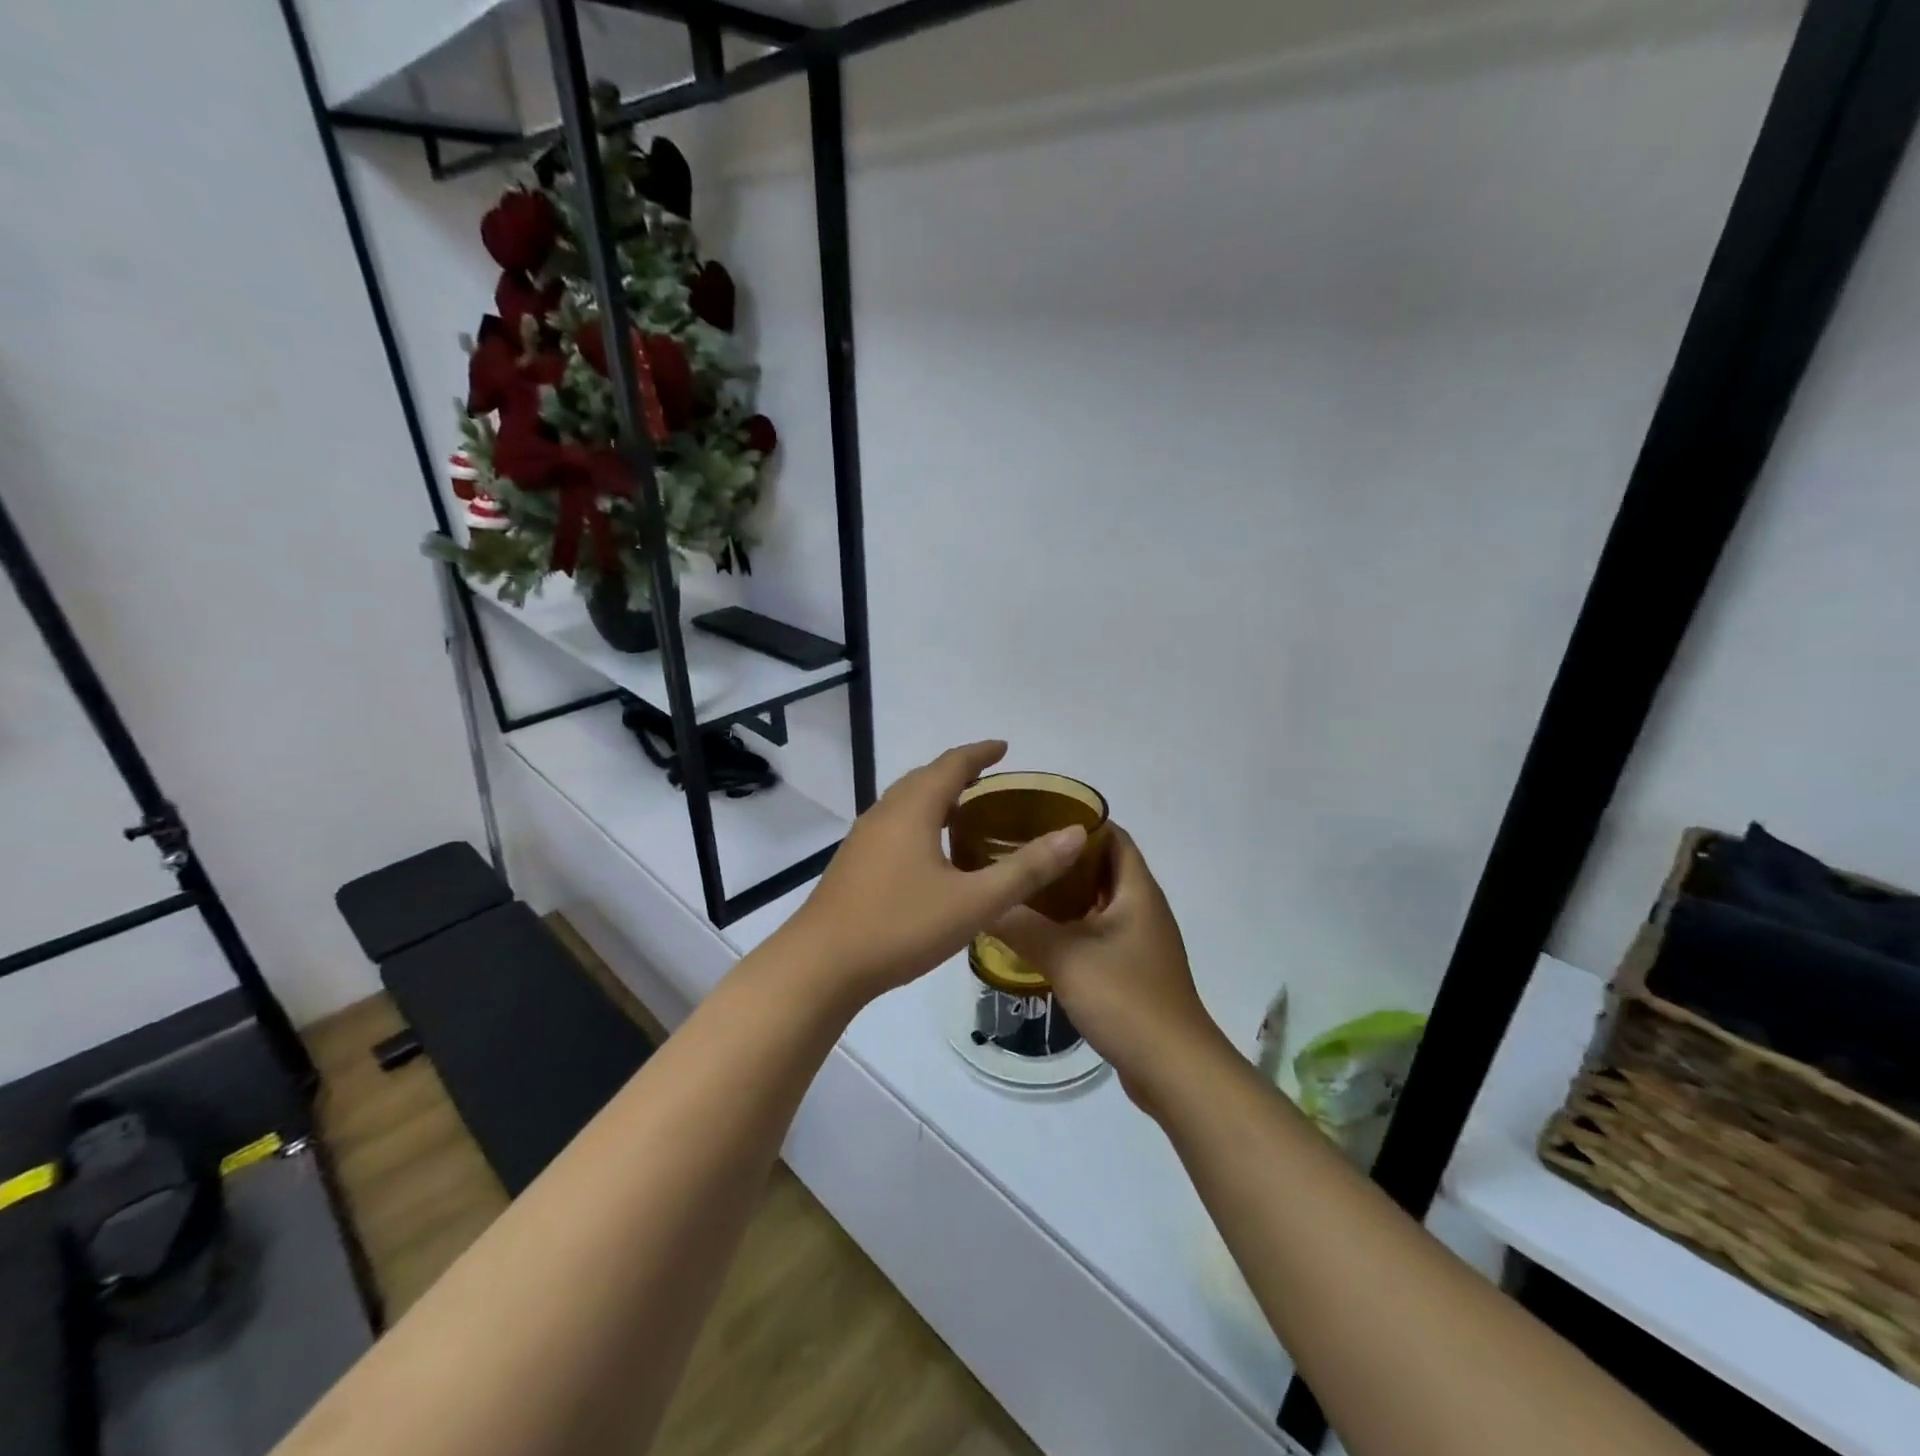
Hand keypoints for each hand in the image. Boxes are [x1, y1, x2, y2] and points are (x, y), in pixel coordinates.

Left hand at [780, 742, 1088, 1009]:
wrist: (820, 965)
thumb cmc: (900, 927)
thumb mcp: (974, 902)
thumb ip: (1026, 869)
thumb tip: (1074, 834)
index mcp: (913, 810)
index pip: (952, 765)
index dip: (980, 753)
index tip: (1004, 747)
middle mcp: (885, 813)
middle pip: (925, 778)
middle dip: (958, 772)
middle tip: (990, 778)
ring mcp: (864, 839)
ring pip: (906, 803)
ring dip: (936, 797)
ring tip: (965, 811)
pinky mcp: (854, 863)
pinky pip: (895, 825)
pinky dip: (920, 821)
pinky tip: (931, 854)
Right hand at [992, 826, 1228, 1111]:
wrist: (1172, 1068)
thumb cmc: (1125, 998)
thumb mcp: (1065, 956)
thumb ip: (1020, 925)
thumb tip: (982, 902)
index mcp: (1137, 890)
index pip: (1112, 835)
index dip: (1078, 821)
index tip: (1034, 817)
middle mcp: (1142, 907)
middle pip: (1103, 867)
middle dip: (1063, 858)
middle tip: (1017, 853)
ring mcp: (1140, 940)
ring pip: (1099, 902)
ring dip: (1065, 894)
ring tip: (1020, 888)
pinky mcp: (1132, 969)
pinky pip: (1099, 932)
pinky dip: (1072, 925)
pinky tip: (1038, 935)